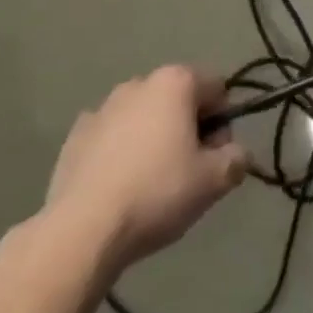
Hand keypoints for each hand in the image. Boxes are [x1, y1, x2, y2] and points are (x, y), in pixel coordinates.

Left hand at [42, 66, 248, 269]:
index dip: (223, 124)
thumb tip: (236, 153)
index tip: (214, 158)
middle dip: (188, 130)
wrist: (82, 231)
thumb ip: (236, 158)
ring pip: (144, 117)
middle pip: (180, 100)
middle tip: (186, 174)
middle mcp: (140, 83)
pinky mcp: (75, 135)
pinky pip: (112, 136)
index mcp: (176, 82)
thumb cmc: (157, 193)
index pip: (217, 90)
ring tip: (150, 184)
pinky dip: (121, 151)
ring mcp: (103, 107)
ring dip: (154, 139)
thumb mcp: (214, 181)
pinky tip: (118, 186)